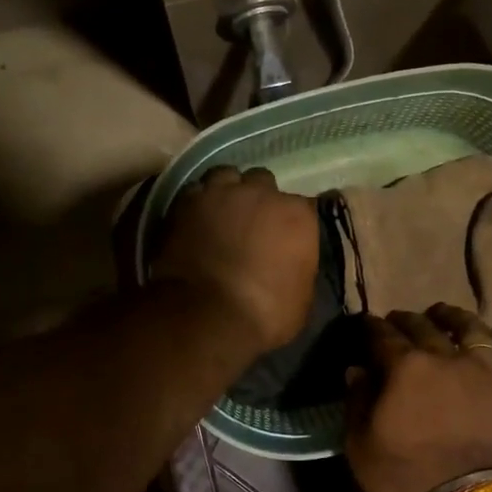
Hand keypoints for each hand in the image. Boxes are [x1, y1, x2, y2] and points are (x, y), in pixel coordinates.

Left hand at [154, 166, 319, 355]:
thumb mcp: (301, 298)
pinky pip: (195, 191)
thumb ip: (300, 267)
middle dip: (259, 199)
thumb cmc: (265, 314)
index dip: (293, 222)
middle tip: (252, 223)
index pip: (305, 206)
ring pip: (227, 176)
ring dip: (227, 191)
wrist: (207, 316)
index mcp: (298, 215)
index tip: (289, 237)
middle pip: (263, 182)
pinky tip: (196, 219)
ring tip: (222, 212)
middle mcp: (262, 193)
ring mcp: (221, 193)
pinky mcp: (186, 202)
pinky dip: (198, 202)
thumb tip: (292, 263)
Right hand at [344, 304, 491, 491]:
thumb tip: (357, 370)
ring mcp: (490, 372)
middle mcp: (448, 358)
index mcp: (406, 369)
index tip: (367, 323)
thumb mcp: (362, 448)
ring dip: (456, 318)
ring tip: (446, 314)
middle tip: (400, 319)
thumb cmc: (406, 482)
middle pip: (425, 327)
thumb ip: (357, 403)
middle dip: (408, 320)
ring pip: (474, 330)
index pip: (383, 337)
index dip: (372, 328)